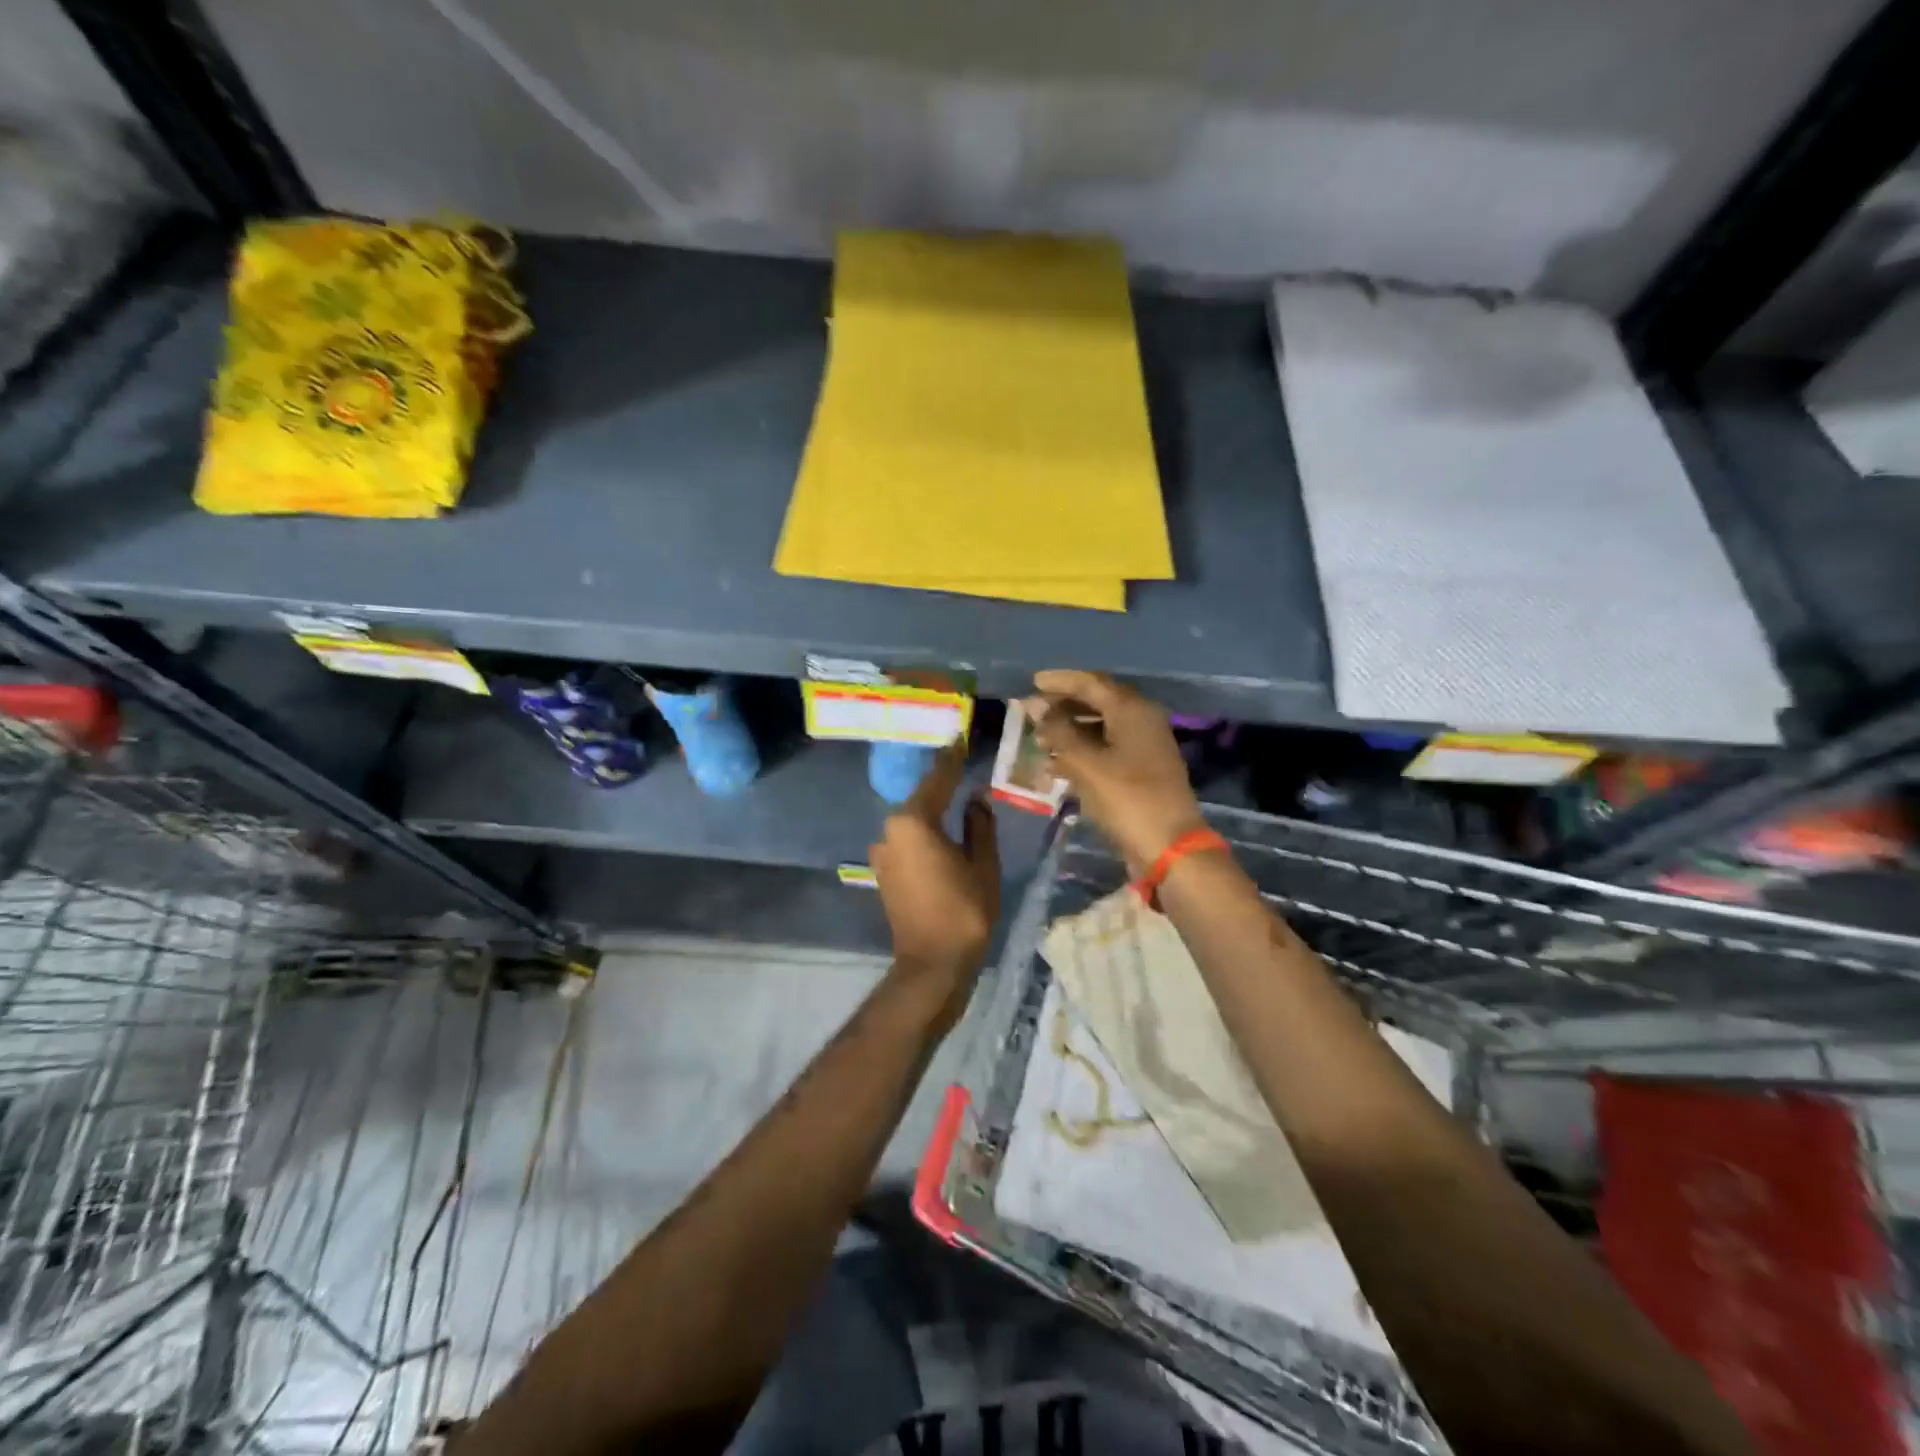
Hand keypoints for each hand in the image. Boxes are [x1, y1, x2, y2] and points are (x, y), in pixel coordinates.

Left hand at [870, 741, 999, 1008]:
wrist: (932, 963)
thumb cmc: (964, 910)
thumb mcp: (982, 863)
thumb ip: (979, 824)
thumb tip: (976, 797)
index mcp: (913, 822)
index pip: (937, 779)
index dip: (951, 758)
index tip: (959, 737)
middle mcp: (889, 830)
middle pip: (920, 798)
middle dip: (941, 782)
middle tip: (962, 762)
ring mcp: (882, 852)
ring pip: (912, 820)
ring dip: (932, 808)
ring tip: (956, 795)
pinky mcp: (884, 872)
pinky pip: (907, 840)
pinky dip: (924, 831)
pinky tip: (942, 830)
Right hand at [1024, 669, 1205, 871]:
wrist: (1169, 847)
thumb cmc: (1127, 799)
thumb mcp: (1086, 764)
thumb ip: (1059, 732)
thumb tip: (1038, 709)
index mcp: (1132, 710)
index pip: (1091, 683)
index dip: (1060, 681)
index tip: (1031, 682)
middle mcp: (1141, 721)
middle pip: (1097, 702)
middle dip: (1063, 706)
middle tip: (1032, 712)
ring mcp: (1143, 747)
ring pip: (1100, 727)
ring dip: (1069, 731)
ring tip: (1039, 740)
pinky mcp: (1140, 771)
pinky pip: (1106, 750)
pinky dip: (1081, 752)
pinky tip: (1055, 766)